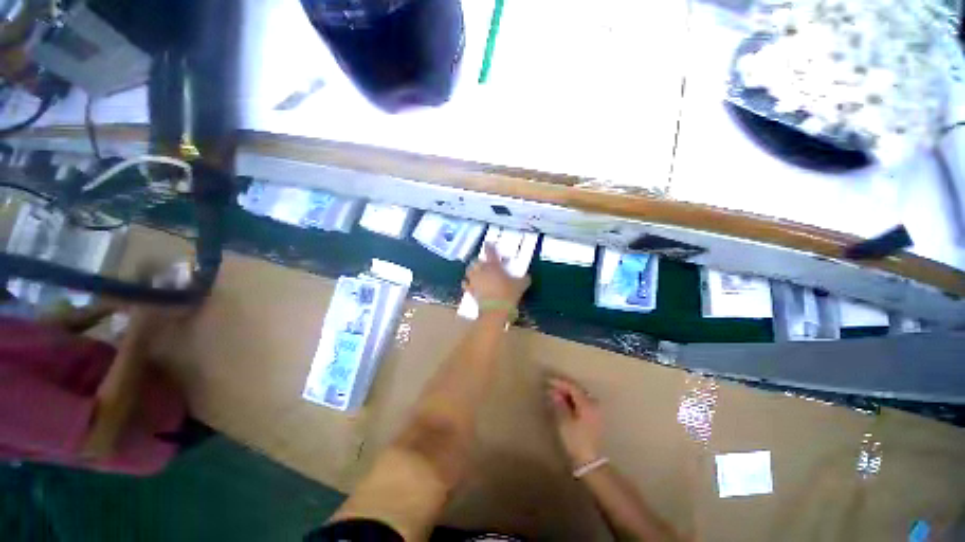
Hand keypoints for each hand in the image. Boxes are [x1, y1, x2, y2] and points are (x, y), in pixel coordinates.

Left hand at [463, 243, 530, 306]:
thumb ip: (524, 279)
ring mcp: (474, 280)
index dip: (489, 246)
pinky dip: (467, 283)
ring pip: (469, 270)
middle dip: (480, 261)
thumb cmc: (509, 294)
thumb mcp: (521, 285)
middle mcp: (482, 270)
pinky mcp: (470, 290)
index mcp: (494, 265)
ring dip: (472, 270)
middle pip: (477, 261)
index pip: (490, 251)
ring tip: (476, 272)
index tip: (488, 243)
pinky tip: (468, 283)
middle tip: (485, 263)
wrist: (495, 310)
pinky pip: (465, 284)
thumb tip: (528, 277)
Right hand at [547, 376, 603, 466]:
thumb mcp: (564, 421)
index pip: (572, 387)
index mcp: (587, 403)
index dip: (559, 382)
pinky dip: (572, 399)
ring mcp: (595, 410)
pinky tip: (563, 402)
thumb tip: (553, 392)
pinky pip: (581, 402)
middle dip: (563, 387)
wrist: (590, 461)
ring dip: (567, 393)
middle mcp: (593, 403)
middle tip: (549, 386)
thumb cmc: (576, 440)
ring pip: (579, 395)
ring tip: (554, 393)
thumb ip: (559, 404)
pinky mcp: (593, 417)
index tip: (547, 380)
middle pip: (577, 389)